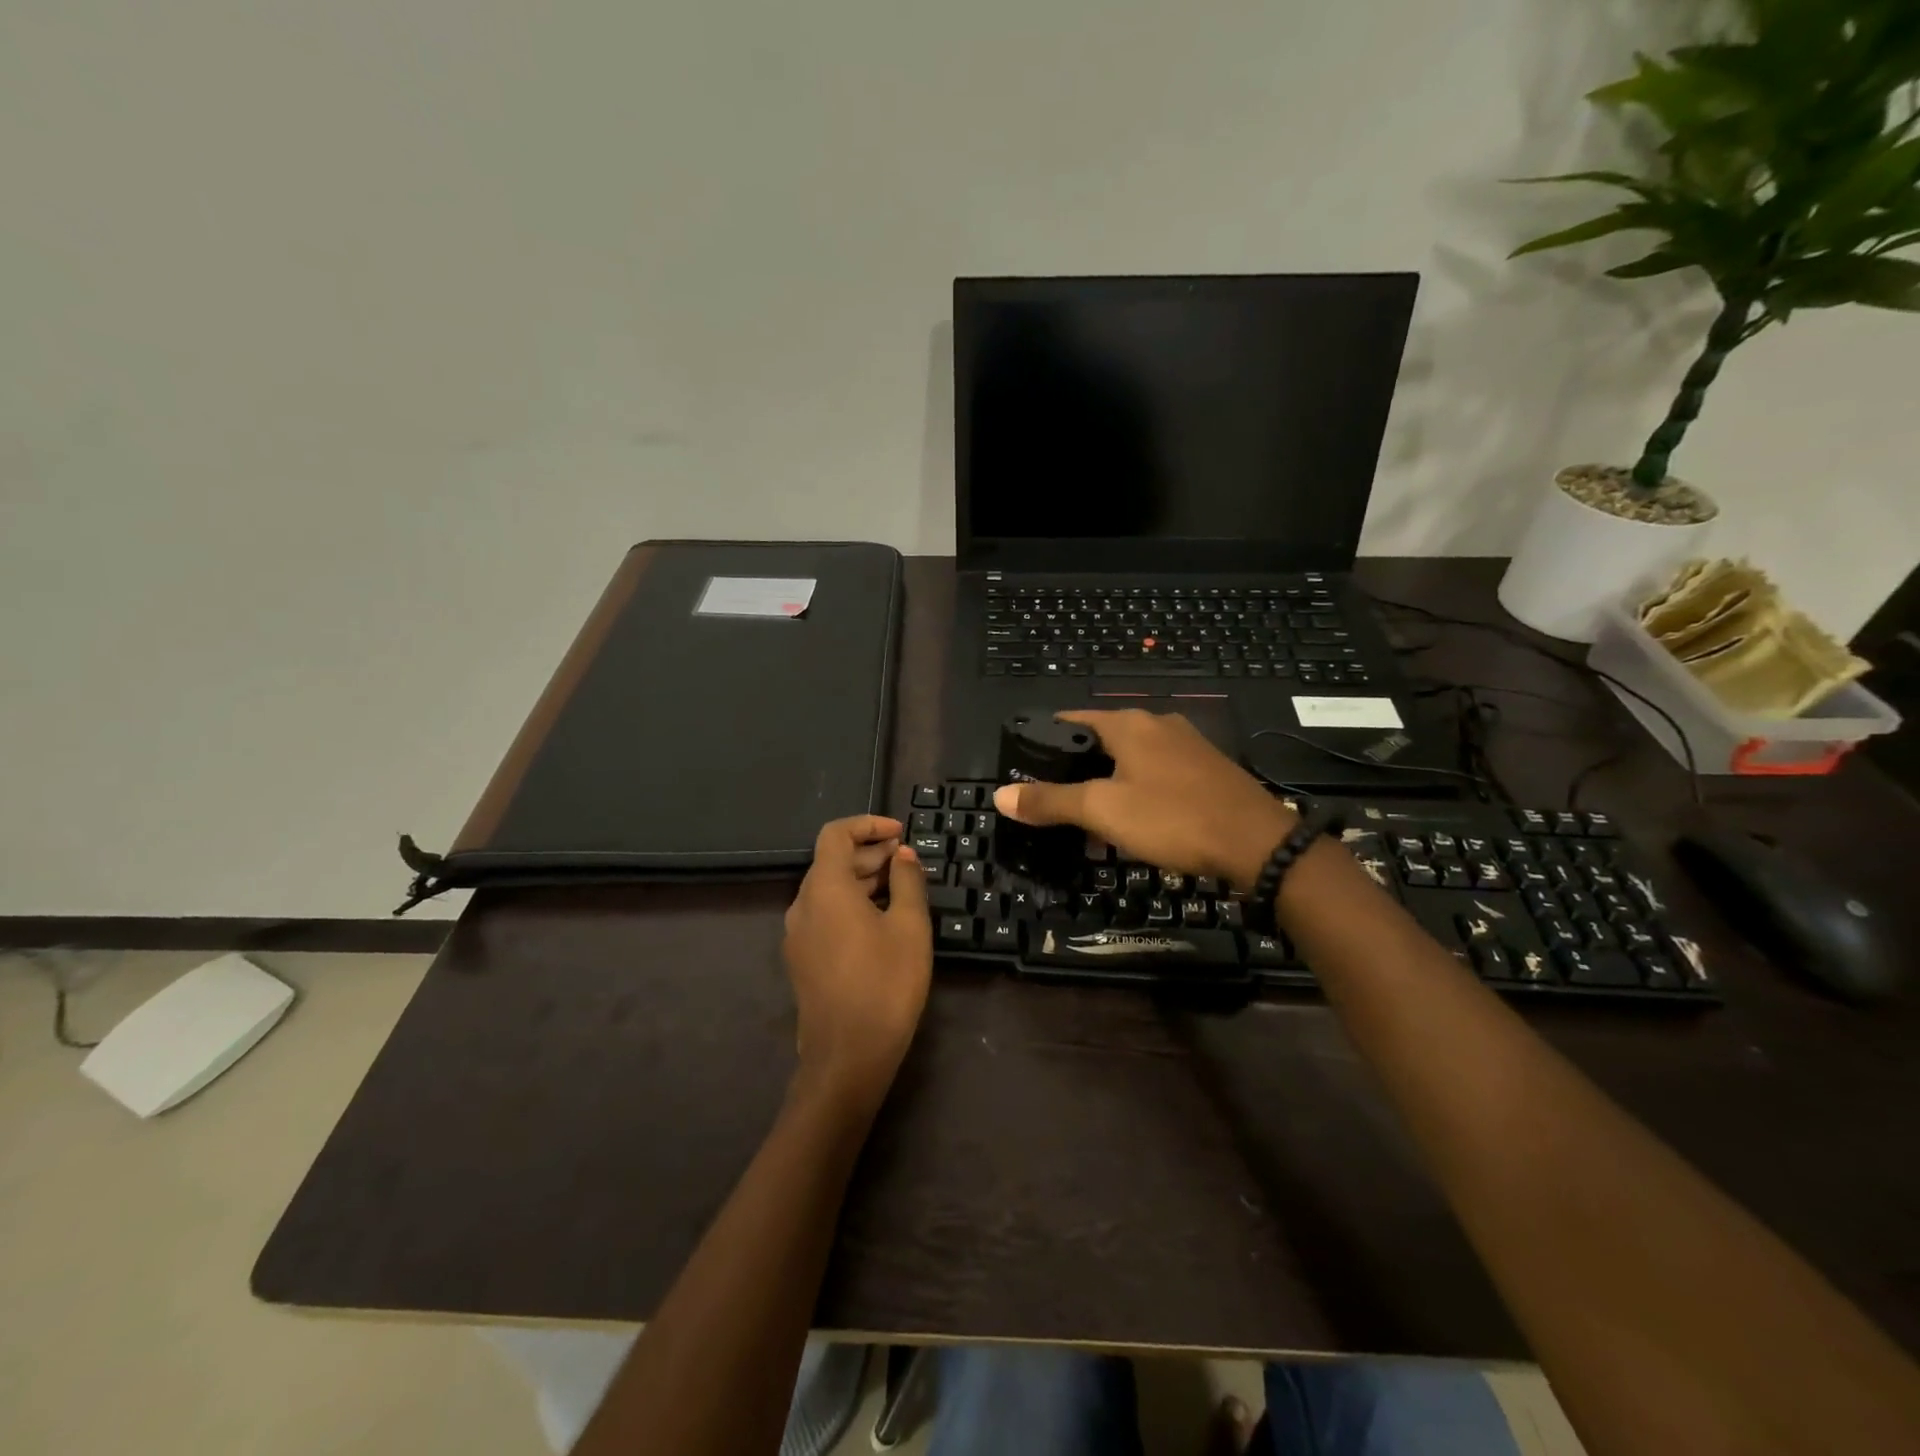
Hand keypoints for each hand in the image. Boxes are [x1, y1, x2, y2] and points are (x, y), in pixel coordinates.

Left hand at [782, 815, 931, 1111]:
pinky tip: (882, 918)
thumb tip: (901, 854)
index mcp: (825, 888)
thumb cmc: (885, 983)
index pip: (836, 834)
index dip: (868, 825)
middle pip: (831, 861)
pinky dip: (851, 902)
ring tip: (901, 886)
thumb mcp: (909, 926)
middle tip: (908, 859)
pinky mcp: (802, 958)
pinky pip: (825, 914)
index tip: (900, 832)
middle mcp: (802, 904)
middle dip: (870, 852)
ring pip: (828, 889)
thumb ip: (907, 881)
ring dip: (862, 878)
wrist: (848, 1056)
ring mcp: (798, 934)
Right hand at [992, 710, 1295, 888]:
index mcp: (1129, 724)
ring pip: (1133, 757)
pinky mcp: (1209, 769)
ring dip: (1110, 780)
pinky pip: (1160, 772)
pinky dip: (1140, 789)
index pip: (1073, 719)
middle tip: (1056, 797)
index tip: (1025, 761)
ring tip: (1091, 813)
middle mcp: (1158, 724)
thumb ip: (1050, 802)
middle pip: (1104, 739)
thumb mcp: (1102, 811)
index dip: (1046, 738)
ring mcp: (1188, 745)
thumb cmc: (1172, 817)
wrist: (1257, 843)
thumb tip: (1000, 796)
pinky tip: (1138, 817)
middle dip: (1079, 765)